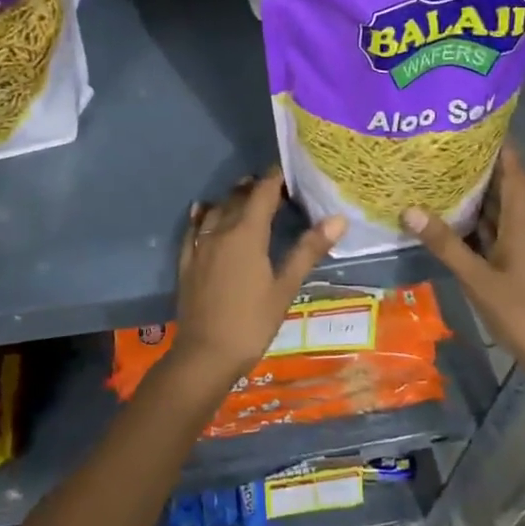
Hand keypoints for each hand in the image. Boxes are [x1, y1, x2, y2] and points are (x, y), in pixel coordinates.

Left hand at [168, 168, 346, 395]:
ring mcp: (200, 245)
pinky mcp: (186, 261)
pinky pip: (194, 228)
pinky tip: (204, 212)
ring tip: (245, 196)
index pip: (263, 192)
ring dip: (232, 199)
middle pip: (238, 197)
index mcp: (247, 233)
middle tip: (274, 188)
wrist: (205, 355)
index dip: (275, 178)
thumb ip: (308, 250)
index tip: (289, 171)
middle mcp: (221, 230)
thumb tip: (338, 218)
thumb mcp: (285, 288)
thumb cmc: (252, 322)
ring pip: (216, 210)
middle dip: (255, 187)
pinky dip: (203, 215)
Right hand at [404, 144, 524, 411]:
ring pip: (496, 214)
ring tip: (440, 175)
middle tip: (444, 146)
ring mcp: (520, 252)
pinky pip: (491, 236)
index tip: (478, 123)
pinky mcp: (515, 270)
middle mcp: (523, 231)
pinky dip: (473, 225)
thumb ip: (447, 246)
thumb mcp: (480, 280)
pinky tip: (449, 222)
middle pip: (503, 189)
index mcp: (522, 225)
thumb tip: (410, 209)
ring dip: (474, 196)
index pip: (514, 174)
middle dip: (479, 167)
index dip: (501, 147)